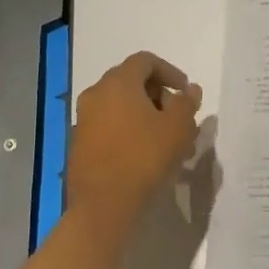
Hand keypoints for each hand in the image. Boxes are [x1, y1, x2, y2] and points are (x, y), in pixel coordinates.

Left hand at [66, 51, 201, 238]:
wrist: (102, 207)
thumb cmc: (143, 159)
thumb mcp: (177, 129)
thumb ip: (186, 103)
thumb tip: (189, 90)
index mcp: (118, 82)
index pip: (145, 61)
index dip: (169, 72)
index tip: (185, 93)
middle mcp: (96, 93)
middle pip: (130, 81)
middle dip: (158, 95)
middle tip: (177, 118)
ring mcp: (83, 119)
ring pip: (119, 105)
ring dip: (143, 115)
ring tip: (164, 141)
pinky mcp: (78, 143)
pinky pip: (107, 125)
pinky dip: (126, 130)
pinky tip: (143, 155)